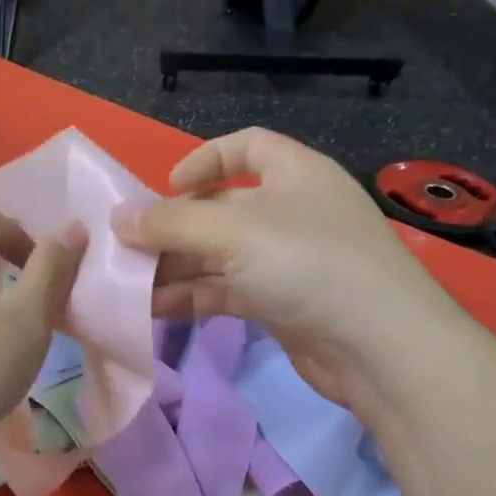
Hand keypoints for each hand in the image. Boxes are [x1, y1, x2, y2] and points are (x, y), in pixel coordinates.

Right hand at [112, 128, 455, 411]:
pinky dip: (193, 296)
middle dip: (175, 226)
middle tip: (128, 247)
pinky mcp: (282, 304)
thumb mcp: (233, 232)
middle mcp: (292, 211)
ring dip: (176, 267)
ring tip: (129, 283)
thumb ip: (171, 224)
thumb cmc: (307, 264)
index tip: (166, 188)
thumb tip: (117, 219)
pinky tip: (154, 309)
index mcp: (295, 173)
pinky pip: (227, 290)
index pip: (246, 147)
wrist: (379, 348)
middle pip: (222, 207)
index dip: (204, 160)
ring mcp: (288, 260)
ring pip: (220, 254)